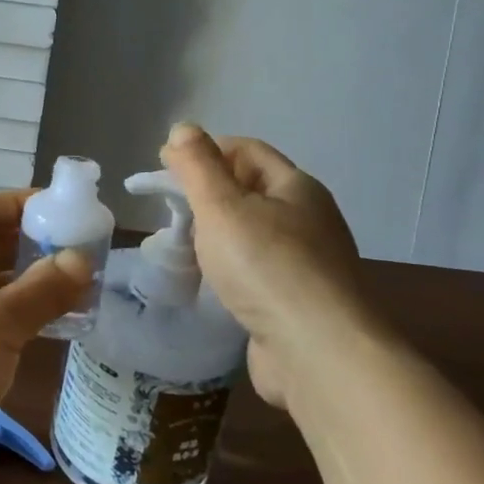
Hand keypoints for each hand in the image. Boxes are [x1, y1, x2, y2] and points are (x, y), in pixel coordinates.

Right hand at [160, 122, 371, 407]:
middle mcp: (309, 219)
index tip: (164, 166)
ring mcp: (308, 264)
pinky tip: (211, 283)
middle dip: (208, 193)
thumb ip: (198, 166)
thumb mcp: (222, 206)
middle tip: (170, 209)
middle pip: (250, 190)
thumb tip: (183, 128)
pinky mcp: (299, 303)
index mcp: (296, 187)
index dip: (205, 150)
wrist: (320, 355)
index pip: (246, 150)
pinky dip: (231, 269)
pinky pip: (257, 271)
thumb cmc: (267, 267)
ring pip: (253, 233)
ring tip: (183, 246)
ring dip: (218, 234)